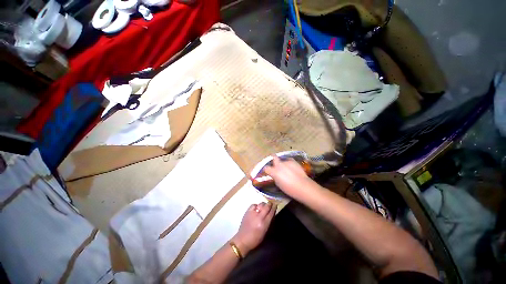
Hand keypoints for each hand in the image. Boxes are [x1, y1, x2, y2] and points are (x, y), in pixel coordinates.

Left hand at [232, 202, 275, 255]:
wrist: (242, 240)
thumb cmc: (255, 239)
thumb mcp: (264, 232)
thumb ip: (268, 222)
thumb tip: (271, 214)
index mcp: (264, 224)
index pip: (271, 213)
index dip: (274, 208)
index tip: (275, 205)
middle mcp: (259, 217)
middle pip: (266, 207)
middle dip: (269, 204)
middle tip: (271, 203)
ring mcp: (253, 213)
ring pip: (260, 204)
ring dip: (263, 204)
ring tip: (264, 206)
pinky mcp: (247, 212)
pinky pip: (253, 205)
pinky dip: (256, 205)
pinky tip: (256, 208)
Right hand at [263, 155, 314, 199]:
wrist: (302, 186)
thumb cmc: (289, 189)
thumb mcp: (279, 184)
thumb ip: (275, 177)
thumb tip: (275, 175)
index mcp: (274, 171)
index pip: (266, 168)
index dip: (266, 169)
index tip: (268, 171)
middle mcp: (279, 165)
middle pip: (273, 157)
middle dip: (273, 157)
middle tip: (275, 162)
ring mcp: (286, 162)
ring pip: (283, 160)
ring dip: (283, 163)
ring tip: (287, 168)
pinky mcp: (293, 161)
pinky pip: (289, 161)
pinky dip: (290, 164)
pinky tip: (293, 168)